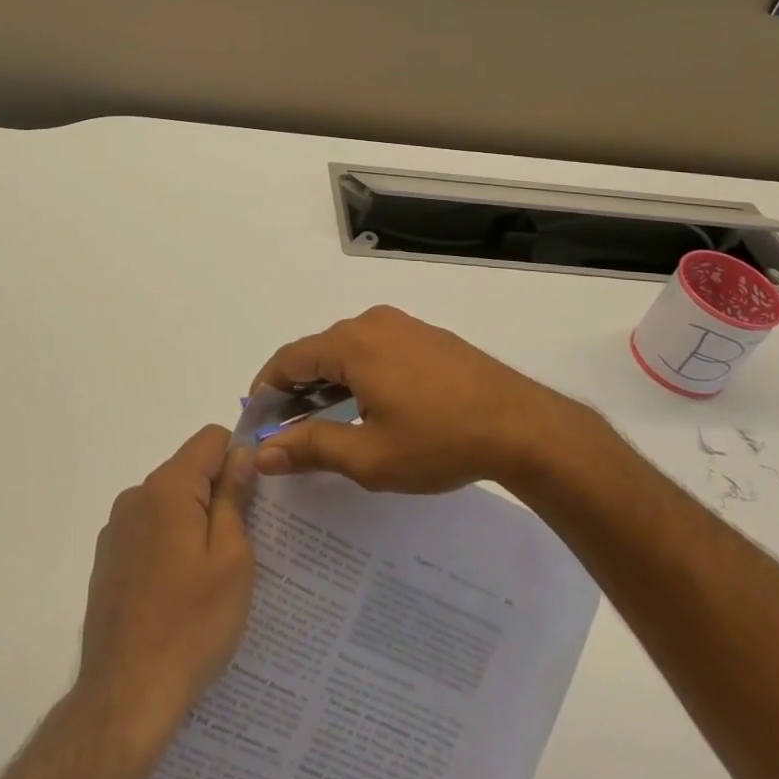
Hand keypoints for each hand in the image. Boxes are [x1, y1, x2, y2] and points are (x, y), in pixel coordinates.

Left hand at [77, 425, 257, 741]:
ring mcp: (116, 529)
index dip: (239, 456)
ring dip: (194, 522)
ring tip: (212, 577)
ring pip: (169, 503)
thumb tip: (240, 454)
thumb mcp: (232, 559)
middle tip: (243, 545)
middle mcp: (136, 496)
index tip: (257, 496)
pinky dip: (170, 546)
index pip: (210, 439)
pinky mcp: (107, 560)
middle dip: (218, 494)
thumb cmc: (191, 625)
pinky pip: (150, 532)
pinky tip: (180, 594)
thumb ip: (234, 497)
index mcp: (167, 488)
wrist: (125, 697)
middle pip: (189, 471)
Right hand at [249, 305, 582, 492]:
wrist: (522, 426)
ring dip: (328, 381)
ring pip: (347, 349)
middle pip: (317, 351)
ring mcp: (402, 325)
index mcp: (352, 344)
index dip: (266, 388)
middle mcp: (372, 323)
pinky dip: (357, 373)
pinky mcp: (426, 336)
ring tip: (324, 422)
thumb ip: (311, 448)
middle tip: (288, 429)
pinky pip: (376, 348)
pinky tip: (368, 405)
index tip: (256, 420)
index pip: (290, 359)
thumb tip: (262, 452)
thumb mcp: (369, 455)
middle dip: (297, 388)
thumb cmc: (439, 442)